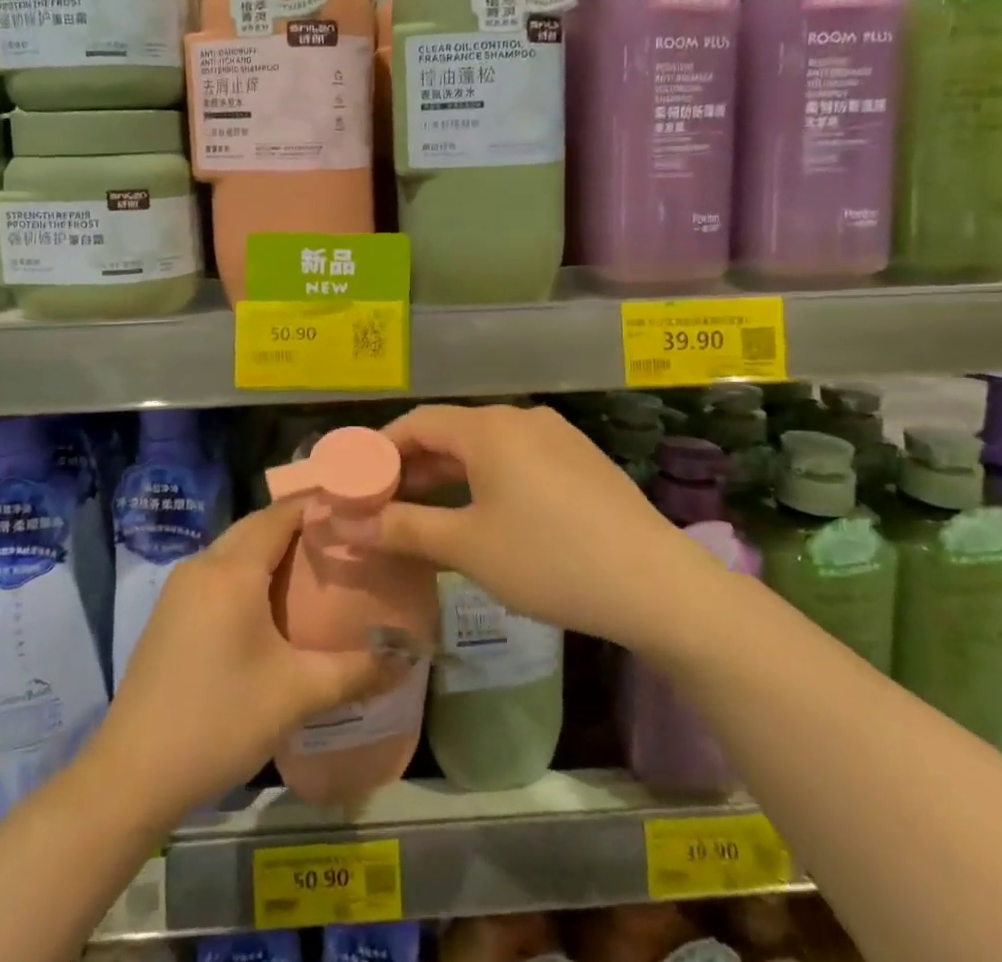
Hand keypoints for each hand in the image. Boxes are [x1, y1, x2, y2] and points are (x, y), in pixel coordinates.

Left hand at [94, 499, 401, 818]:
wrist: (132, 775)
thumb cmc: (219, 721)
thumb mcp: (296, 695)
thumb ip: (356, 671)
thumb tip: (408, 658)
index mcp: (232, 570)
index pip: (280, 514)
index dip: (317, 506)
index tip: (355, 512)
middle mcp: (203, 565)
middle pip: (256, 526)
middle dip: (297, 526)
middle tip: (342, 542)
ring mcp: (180, 588)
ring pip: (234, 549)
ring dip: (270, 549)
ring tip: (313, 569)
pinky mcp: (169, 613)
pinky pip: (217, 572)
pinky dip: (247, 571)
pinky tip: (269, 605)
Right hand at [345, 404, 689, 650]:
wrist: (655, 583)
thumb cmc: (548, 558)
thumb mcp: (467, 547)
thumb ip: (404, 529)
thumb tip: (347, 525)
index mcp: (489, 427)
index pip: (418, 422)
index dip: (382, 449)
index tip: (359, 482)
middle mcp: (521, 418)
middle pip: (452, 432)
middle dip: (415, 467)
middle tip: (386, 505)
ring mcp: (557, 436)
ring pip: (487, 448)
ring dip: (452, 475)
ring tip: (429, 514)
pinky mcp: (582, 460)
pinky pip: (519, 459)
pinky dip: (489, 479)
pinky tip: (488, 516)